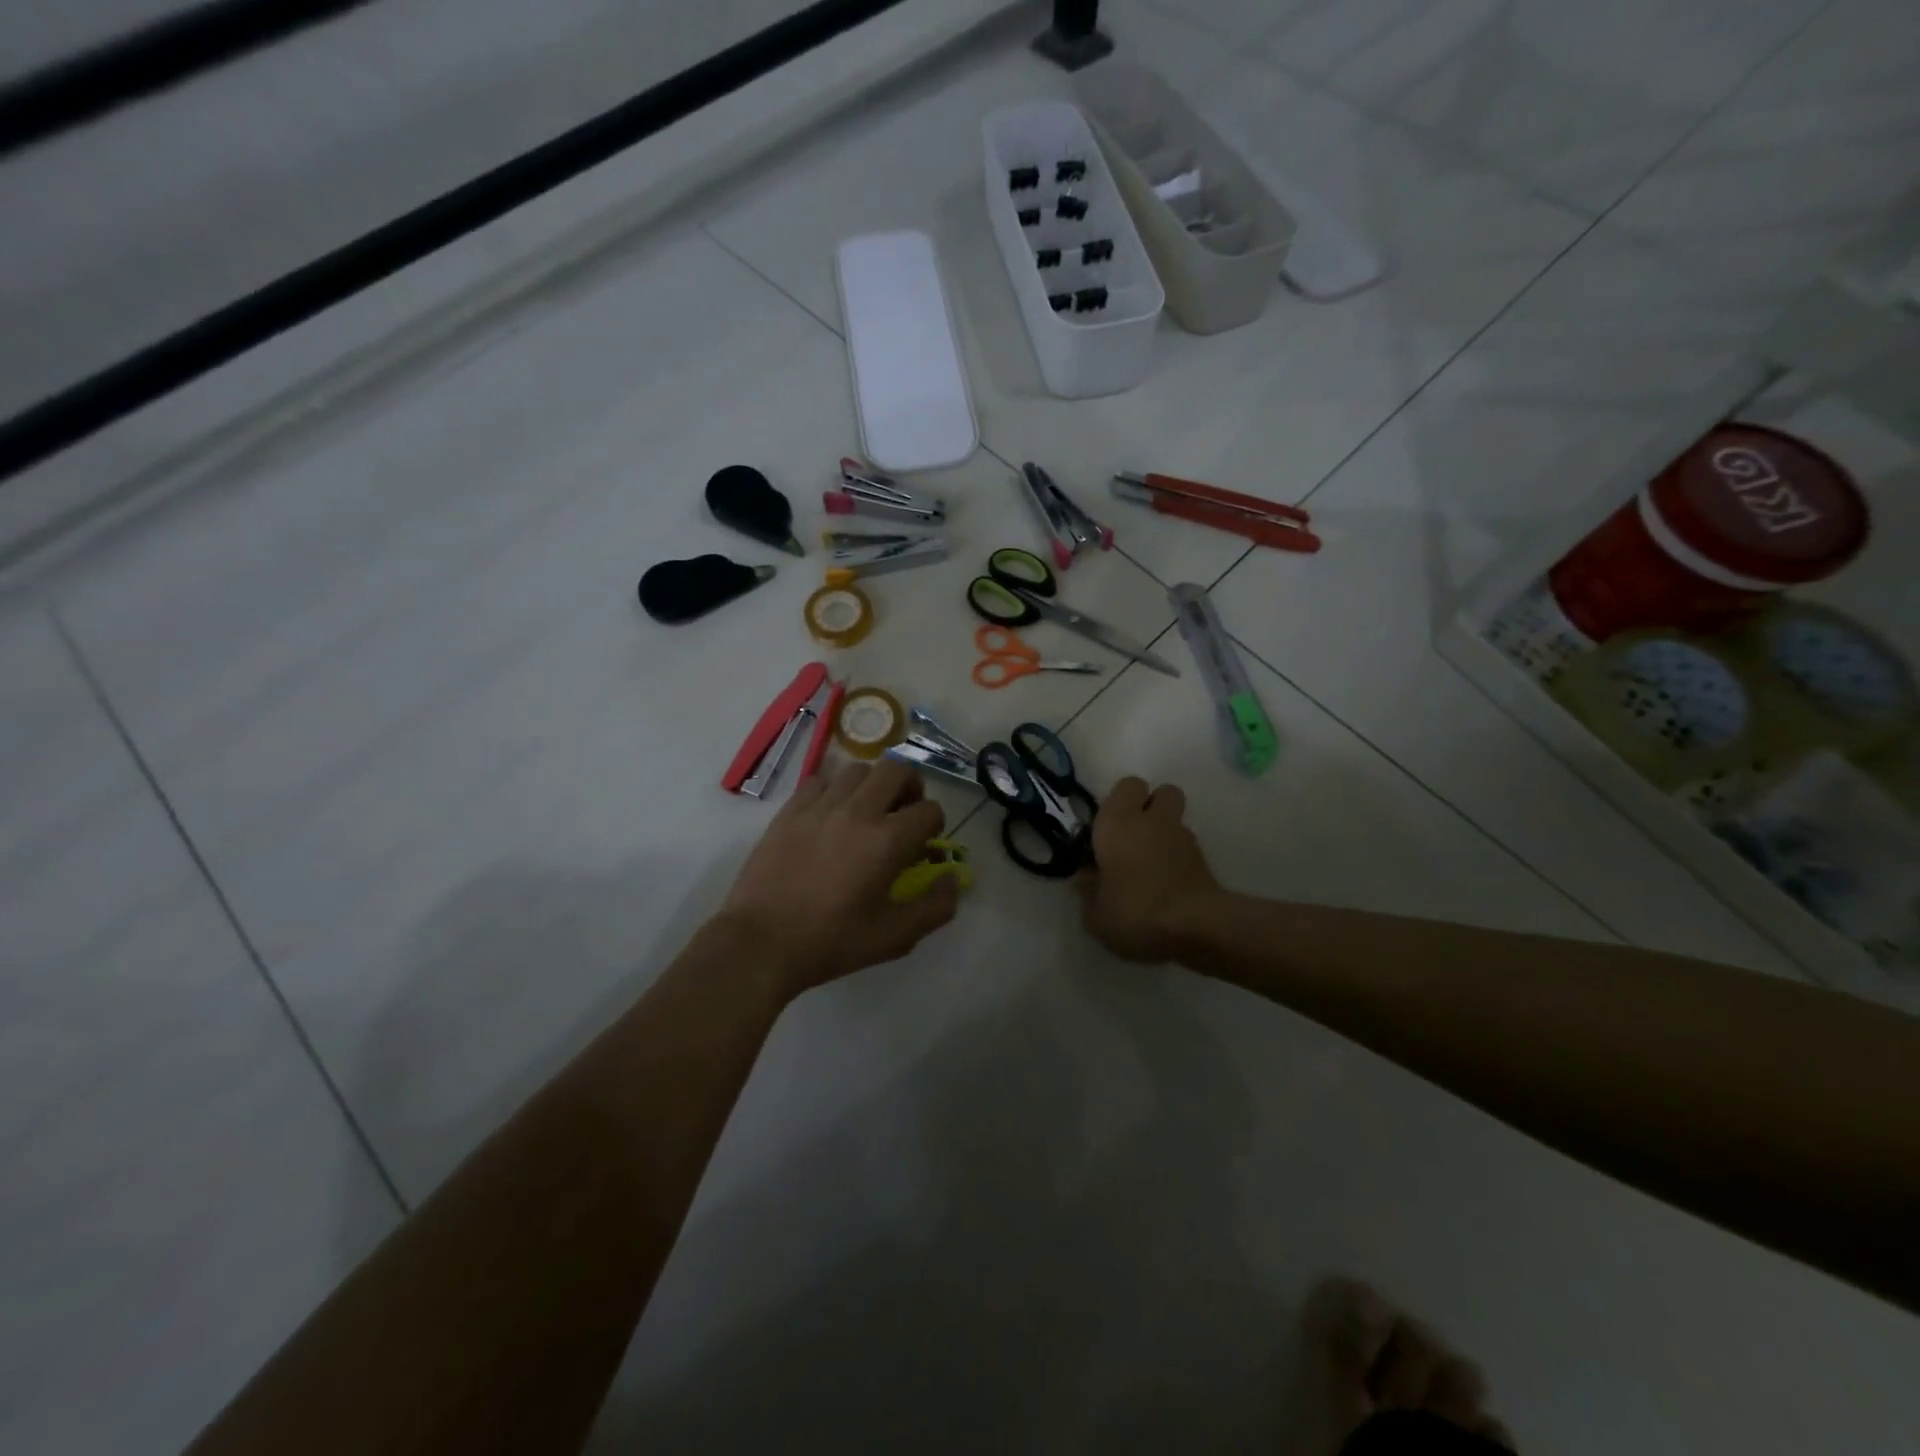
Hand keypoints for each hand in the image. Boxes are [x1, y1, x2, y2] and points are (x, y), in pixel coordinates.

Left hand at [717, 759, 960, 1000]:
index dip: (935, 826)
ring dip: (873, 785)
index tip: (924, 845)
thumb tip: (953, 879)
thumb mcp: (894, 937)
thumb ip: (935, 907)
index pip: (929, 811)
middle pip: (897, 770)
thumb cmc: (831, 942)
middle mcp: (858, 812)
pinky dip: (834, 790)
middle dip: (911, 788)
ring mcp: (820, 806)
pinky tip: (831, 815)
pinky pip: (820, 780)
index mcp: (888, 841)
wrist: (761, 943)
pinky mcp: (790, 810)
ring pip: (858, 769)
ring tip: (867, 811)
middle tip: (904, 813)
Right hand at [1075, 776, 1219, 962]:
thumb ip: (1089, 891)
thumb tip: (1087, 877)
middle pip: (1163, 791)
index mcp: (1117, 823)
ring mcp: (1183, 837)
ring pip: (1176, 819)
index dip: (1120, 801)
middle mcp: (1152, 821)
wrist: (1196, 927)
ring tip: (1151, 864)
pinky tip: (1168, 883)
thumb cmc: (1135, 912)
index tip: (1109, 827)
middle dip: (1152, 806)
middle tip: (1134, 835)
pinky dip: (1178, 856)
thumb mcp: (1096, 914)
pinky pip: (1187, 845)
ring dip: (1165, 832)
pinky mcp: (1204, 859)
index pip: (1127, 785)